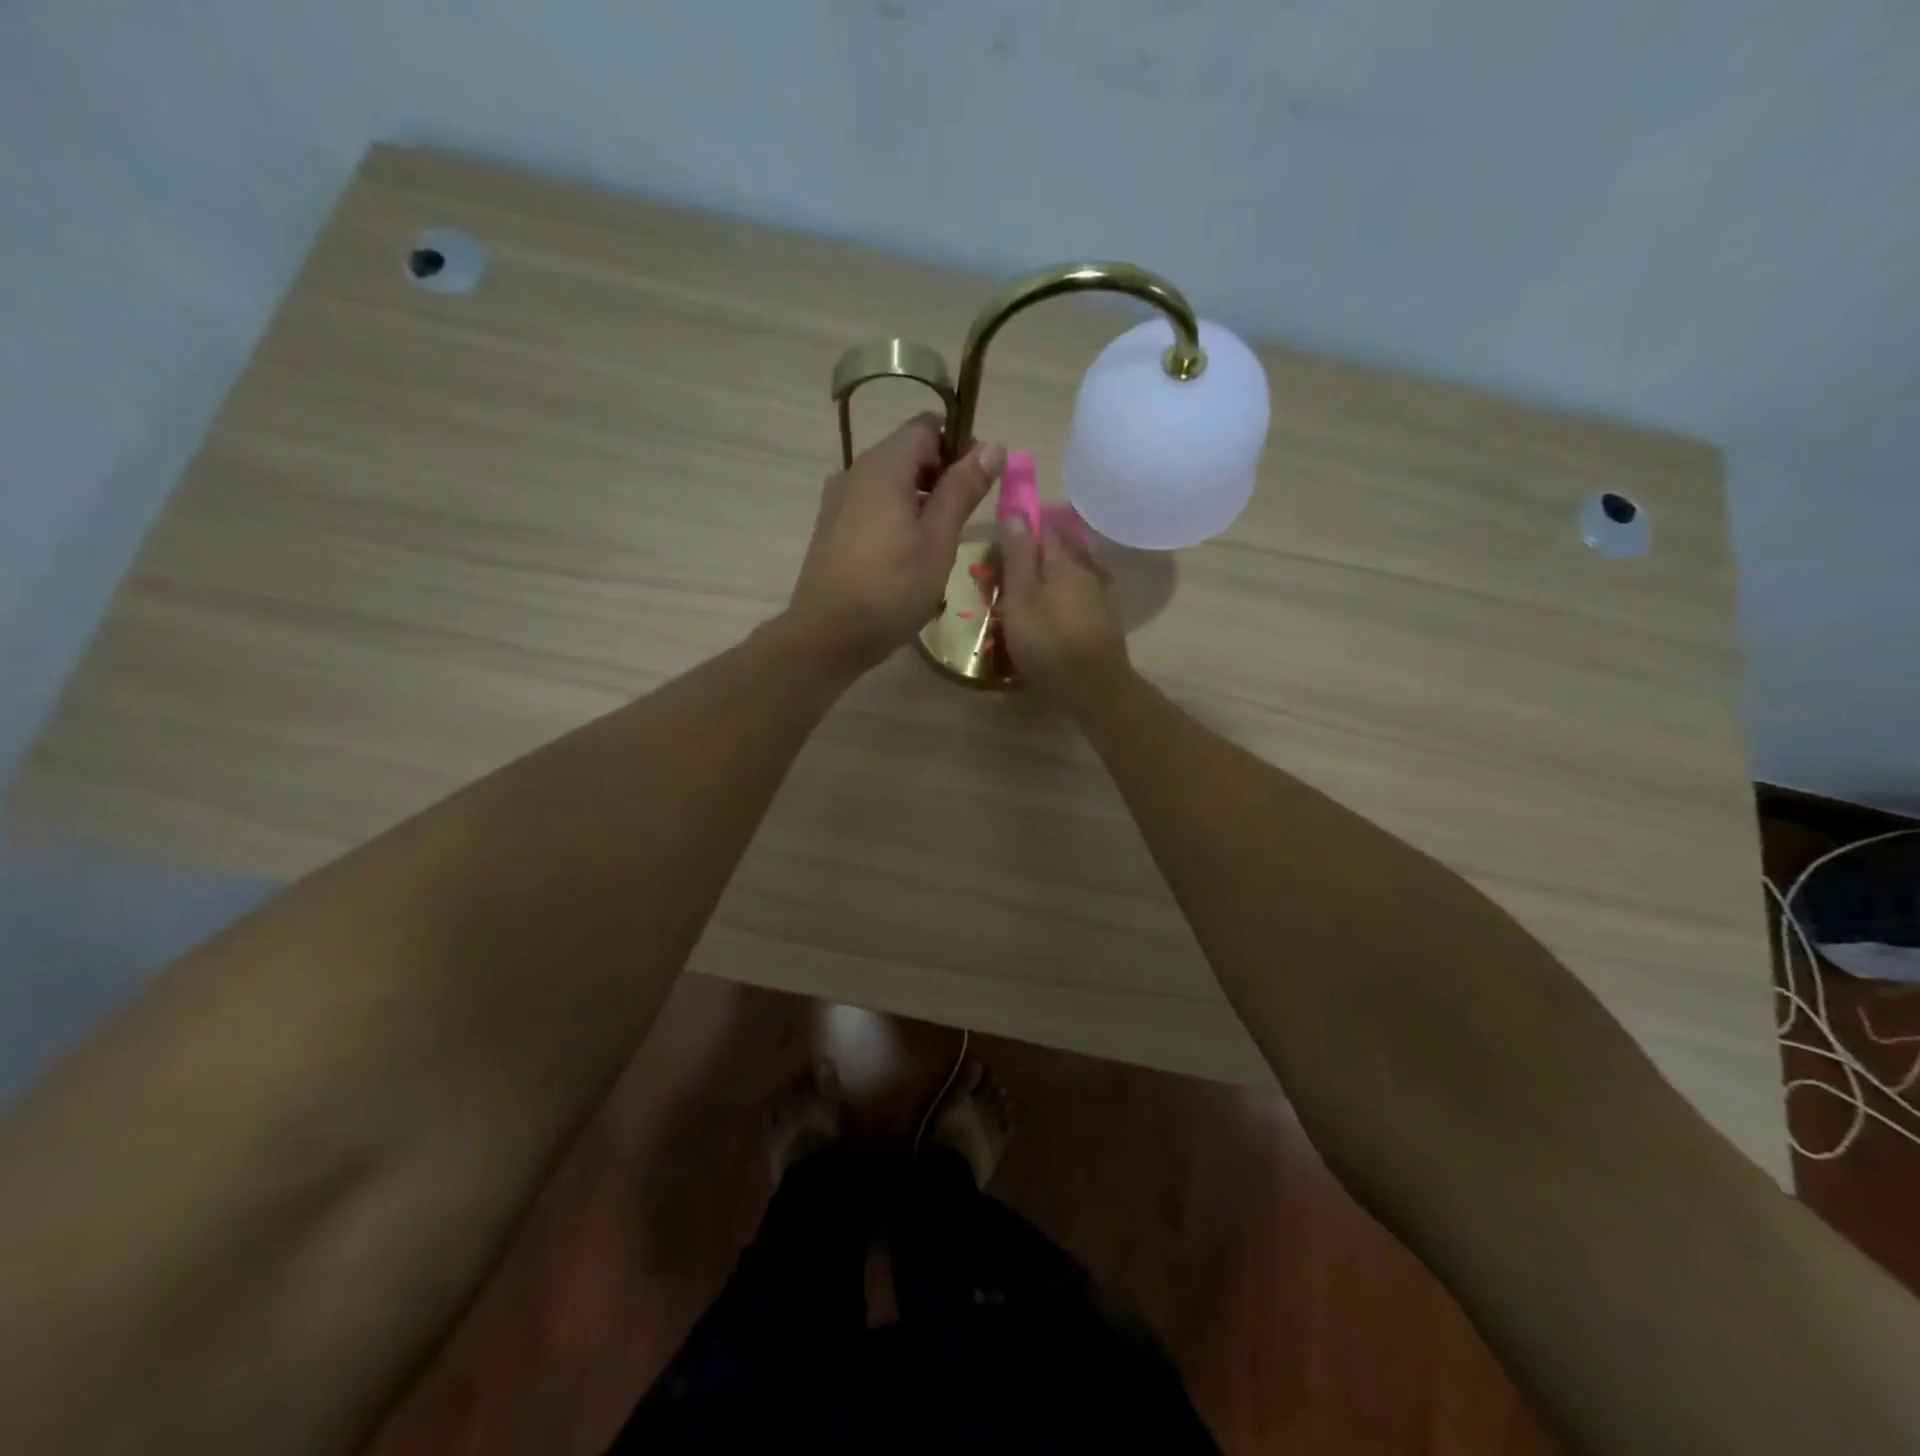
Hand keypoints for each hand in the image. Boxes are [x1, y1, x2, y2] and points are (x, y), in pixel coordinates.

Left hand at [785, 414, 1004, 673]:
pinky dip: (897, 515)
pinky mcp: (832, 527)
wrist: (827, 636)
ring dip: (921, 499)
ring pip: (891, 481)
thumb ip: (963, 489)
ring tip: (941, 540)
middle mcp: (856, 471)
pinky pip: (873, 505)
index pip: (928, 427)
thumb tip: (994, 445)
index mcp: (883, 466)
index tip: (980, 482)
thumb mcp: (938, 540)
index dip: (960, 444)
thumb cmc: (891, 588)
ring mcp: (839, 500)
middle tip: (966, 518)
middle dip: (943, 474)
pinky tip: (909, 553)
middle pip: (908, 452)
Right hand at [996, 515, 1132, 708]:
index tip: (1002, 536)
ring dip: (1052, 573)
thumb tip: (1016, 512)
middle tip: (1011, 566)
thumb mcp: (1021, 598)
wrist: (1094, 687)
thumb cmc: (1048, 642)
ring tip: (1030, 587)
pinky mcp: (1105, 620)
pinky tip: (1055, 608)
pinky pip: (1080, 595)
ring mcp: (1100, 595)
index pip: (1043, 527)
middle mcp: (1086, 570)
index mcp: (1063, 560)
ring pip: (1072, 572)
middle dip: (1037, 551)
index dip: (1023, 526)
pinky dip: (1064, 595)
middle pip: (1060, 549)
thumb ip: (1018, 556)